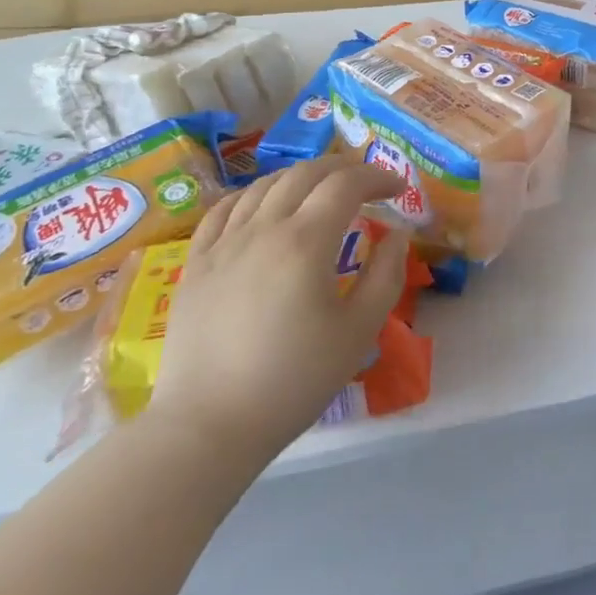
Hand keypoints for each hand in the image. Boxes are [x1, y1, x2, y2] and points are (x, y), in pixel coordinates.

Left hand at [147, 156, 407, 466]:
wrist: (208, 426)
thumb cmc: (294, 380)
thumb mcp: (359, 330)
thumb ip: (386, 274)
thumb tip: (396, 235)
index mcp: (305, 242)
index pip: (347, 184)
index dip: (378, 177)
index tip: (400, 189)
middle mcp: (262, 229)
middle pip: (306, 173)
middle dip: (344, 168)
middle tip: (368, 184)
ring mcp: (222, 244)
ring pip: (264, 184)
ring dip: (302, 177)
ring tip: (322, 191)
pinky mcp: (195, 264)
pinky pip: (224, 209)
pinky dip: (255, 195)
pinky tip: (266, 206)